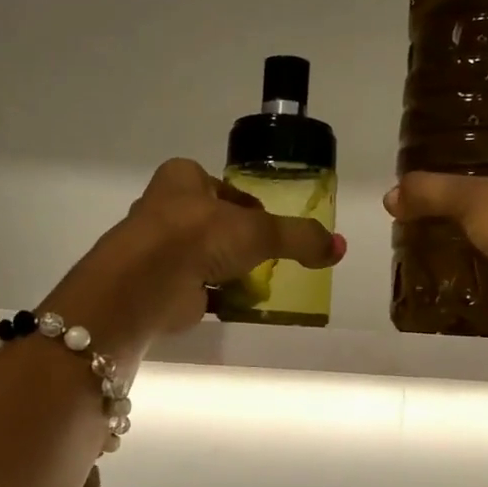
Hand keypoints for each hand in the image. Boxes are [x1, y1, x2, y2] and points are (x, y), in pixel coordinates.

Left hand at [51, 158, 344, 353]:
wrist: (149, 283)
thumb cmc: (200, 236)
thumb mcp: (261, 231)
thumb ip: (300, 237)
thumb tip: (339, 247)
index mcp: (181, 179)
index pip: (221, 187)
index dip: (246, 204)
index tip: (268, 224)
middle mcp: (164, 209)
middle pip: (210, 223)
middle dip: (236, 242)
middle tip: (266, 257)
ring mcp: (158, 250)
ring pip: (202, 257)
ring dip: (227, 271)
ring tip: (258, 285)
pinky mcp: (160, 285)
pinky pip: (196, 289)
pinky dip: (217, 298)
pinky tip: (240, 307)